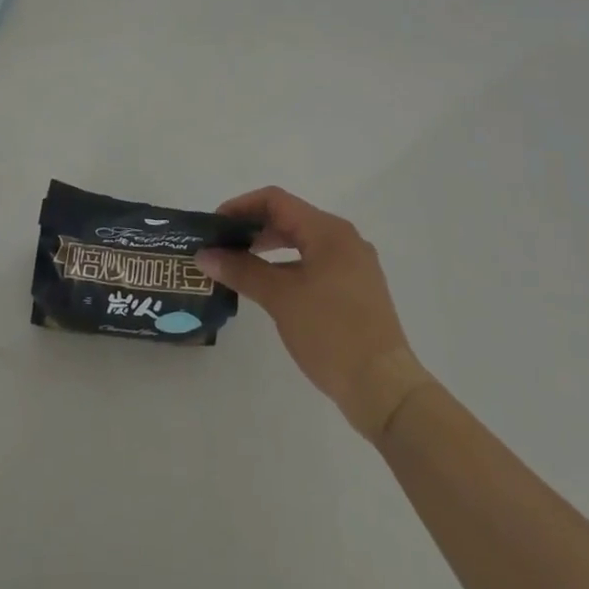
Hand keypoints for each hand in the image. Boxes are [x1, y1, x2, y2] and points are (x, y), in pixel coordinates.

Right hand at [196, 187, 434, 440]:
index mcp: (329, 231)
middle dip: (253, 228)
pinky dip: (288, 267)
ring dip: (269, 248)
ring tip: (238, 265)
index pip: (276, 201)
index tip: (214, 226)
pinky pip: (315, 263)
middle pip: (290, 218)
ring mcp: (354, 264)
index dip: (240, 207)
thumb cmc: (331, 333)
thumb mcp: (281, 298)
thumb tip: (204, 255)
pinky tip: (269, 287)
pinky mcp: (356, 289)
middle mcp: (344, 239)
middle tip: (221, 246)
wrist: (384, 387)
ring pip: (303, 242)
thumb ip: (242, 270)